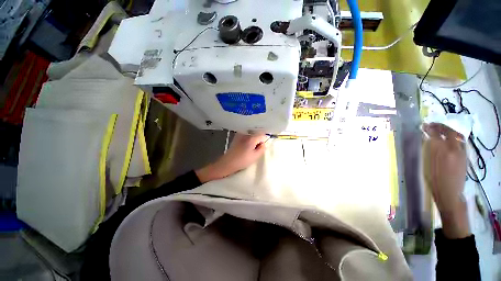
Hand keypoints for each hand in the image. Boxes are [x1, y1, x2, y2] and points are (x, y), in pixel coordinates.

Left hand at [196, 133, 268, 182]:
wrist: (228, 162)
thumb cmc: (242, 160)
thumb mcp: (255, 156)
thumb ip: (262, 148)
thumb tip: (263, 143)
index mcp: (252, 138)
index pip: (263, 135)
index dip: (264, 140)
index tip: (262, 146)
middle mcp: (246, 133)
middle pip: (257, 132)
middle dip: (259, 139)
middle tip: (256, 147)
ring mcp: (241, 134)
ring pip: (251, 133)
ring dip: (253, 138)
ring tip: (250, 147)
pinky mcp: (237, 136)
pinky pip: (246, 134)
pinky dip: (248, 137)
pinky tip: (245, 145)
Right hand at [422, 123, 469, 237]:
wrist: (449, 193)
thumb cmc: (434, 179)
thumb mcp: (427, 164)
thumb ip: (429, 149)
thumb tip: (428, 138)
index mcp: (442, 151)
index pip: (437, 134)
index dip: (430, 128)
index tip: (424, 126)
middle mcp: (454, 149)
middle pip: (450, 132)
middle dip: (441, 127)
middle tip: (433, 125)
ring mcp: (462, 153)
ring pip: (458, 137)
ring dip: (450, 131)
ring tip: (442, 131)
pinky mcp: (465, 158)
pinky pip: (461, 143)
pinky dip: (455, 138)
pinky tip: (450, 141)